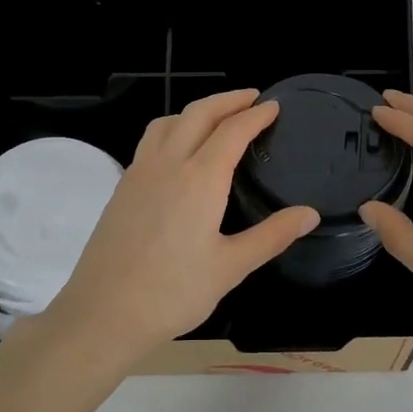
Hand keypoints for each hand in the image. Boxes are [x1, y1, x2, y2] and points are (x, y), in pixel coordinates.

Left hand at [30, 89, 319, 368]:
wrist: (103, 313)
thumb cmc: (173, 293)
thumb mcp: (231, 267)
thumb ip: (271, 235)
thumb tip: (309, 214)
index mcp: (200, 179)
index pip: (232, 131)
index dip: (255, 115)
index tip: (273, 106)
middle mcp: (168, 164)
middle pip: (198, 113)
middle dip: (227, 100)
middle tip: (251, 98)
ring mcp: (139, 173)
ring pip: (168, 122)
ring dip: (196, 110)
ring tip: (216, 118)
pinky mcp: (122, 187)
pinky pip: (150, 141)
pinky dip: (173, 129)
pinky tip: (179, 152)